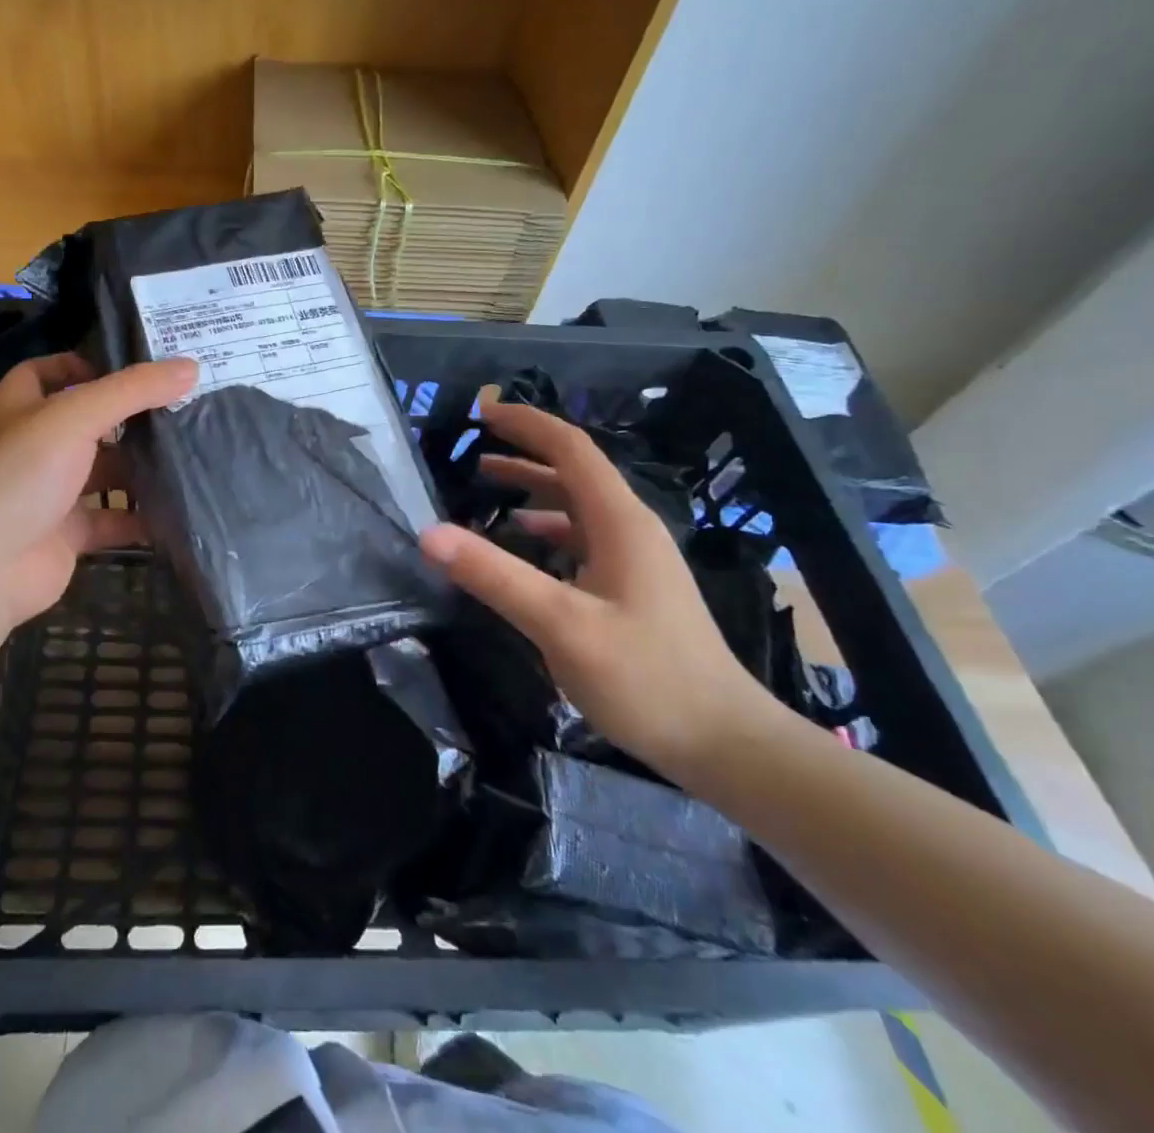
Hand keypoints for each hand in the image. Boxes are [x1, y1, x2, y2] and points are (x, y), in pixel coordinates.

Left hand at [0, 352, 196, 635]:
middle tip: (186, 408)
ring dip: (141, 468)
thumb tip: (190, 366)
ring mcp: (50, 492)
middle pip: (88, 422)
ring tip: (193, 455)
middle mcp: (35, 446)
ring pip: (103, 472)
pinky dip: (140, 518)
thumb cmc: (19, 476)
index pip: (50, 372)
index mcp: (22, 407)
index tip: (138, 368)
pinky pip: (111, 520)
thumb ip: (132, 390)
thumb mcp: (75, 417)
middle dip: (131, 418)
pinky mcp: (67, 534)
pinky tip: (178, 509)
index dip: (87, 365)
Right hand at [420, 401, 783, 783]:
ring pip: (577, 505)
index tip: (483, 410)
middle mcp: (630, 528)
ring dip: (532, 488)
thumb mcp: (561, 625)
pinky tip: (522, 543)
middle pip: (573, 471)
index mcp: (620, 522)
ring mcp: (635, 559)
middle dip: (524, 451)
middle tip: (473, 446)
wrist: (724, 743)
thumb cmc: (645, 678)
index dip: (526, 423)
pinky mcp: (633, 587)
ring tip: (485, 486)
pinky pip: (582, 537)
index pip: (570, 448)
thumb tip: (429, 533)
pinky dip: (545, 527)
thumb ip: (494, 576)